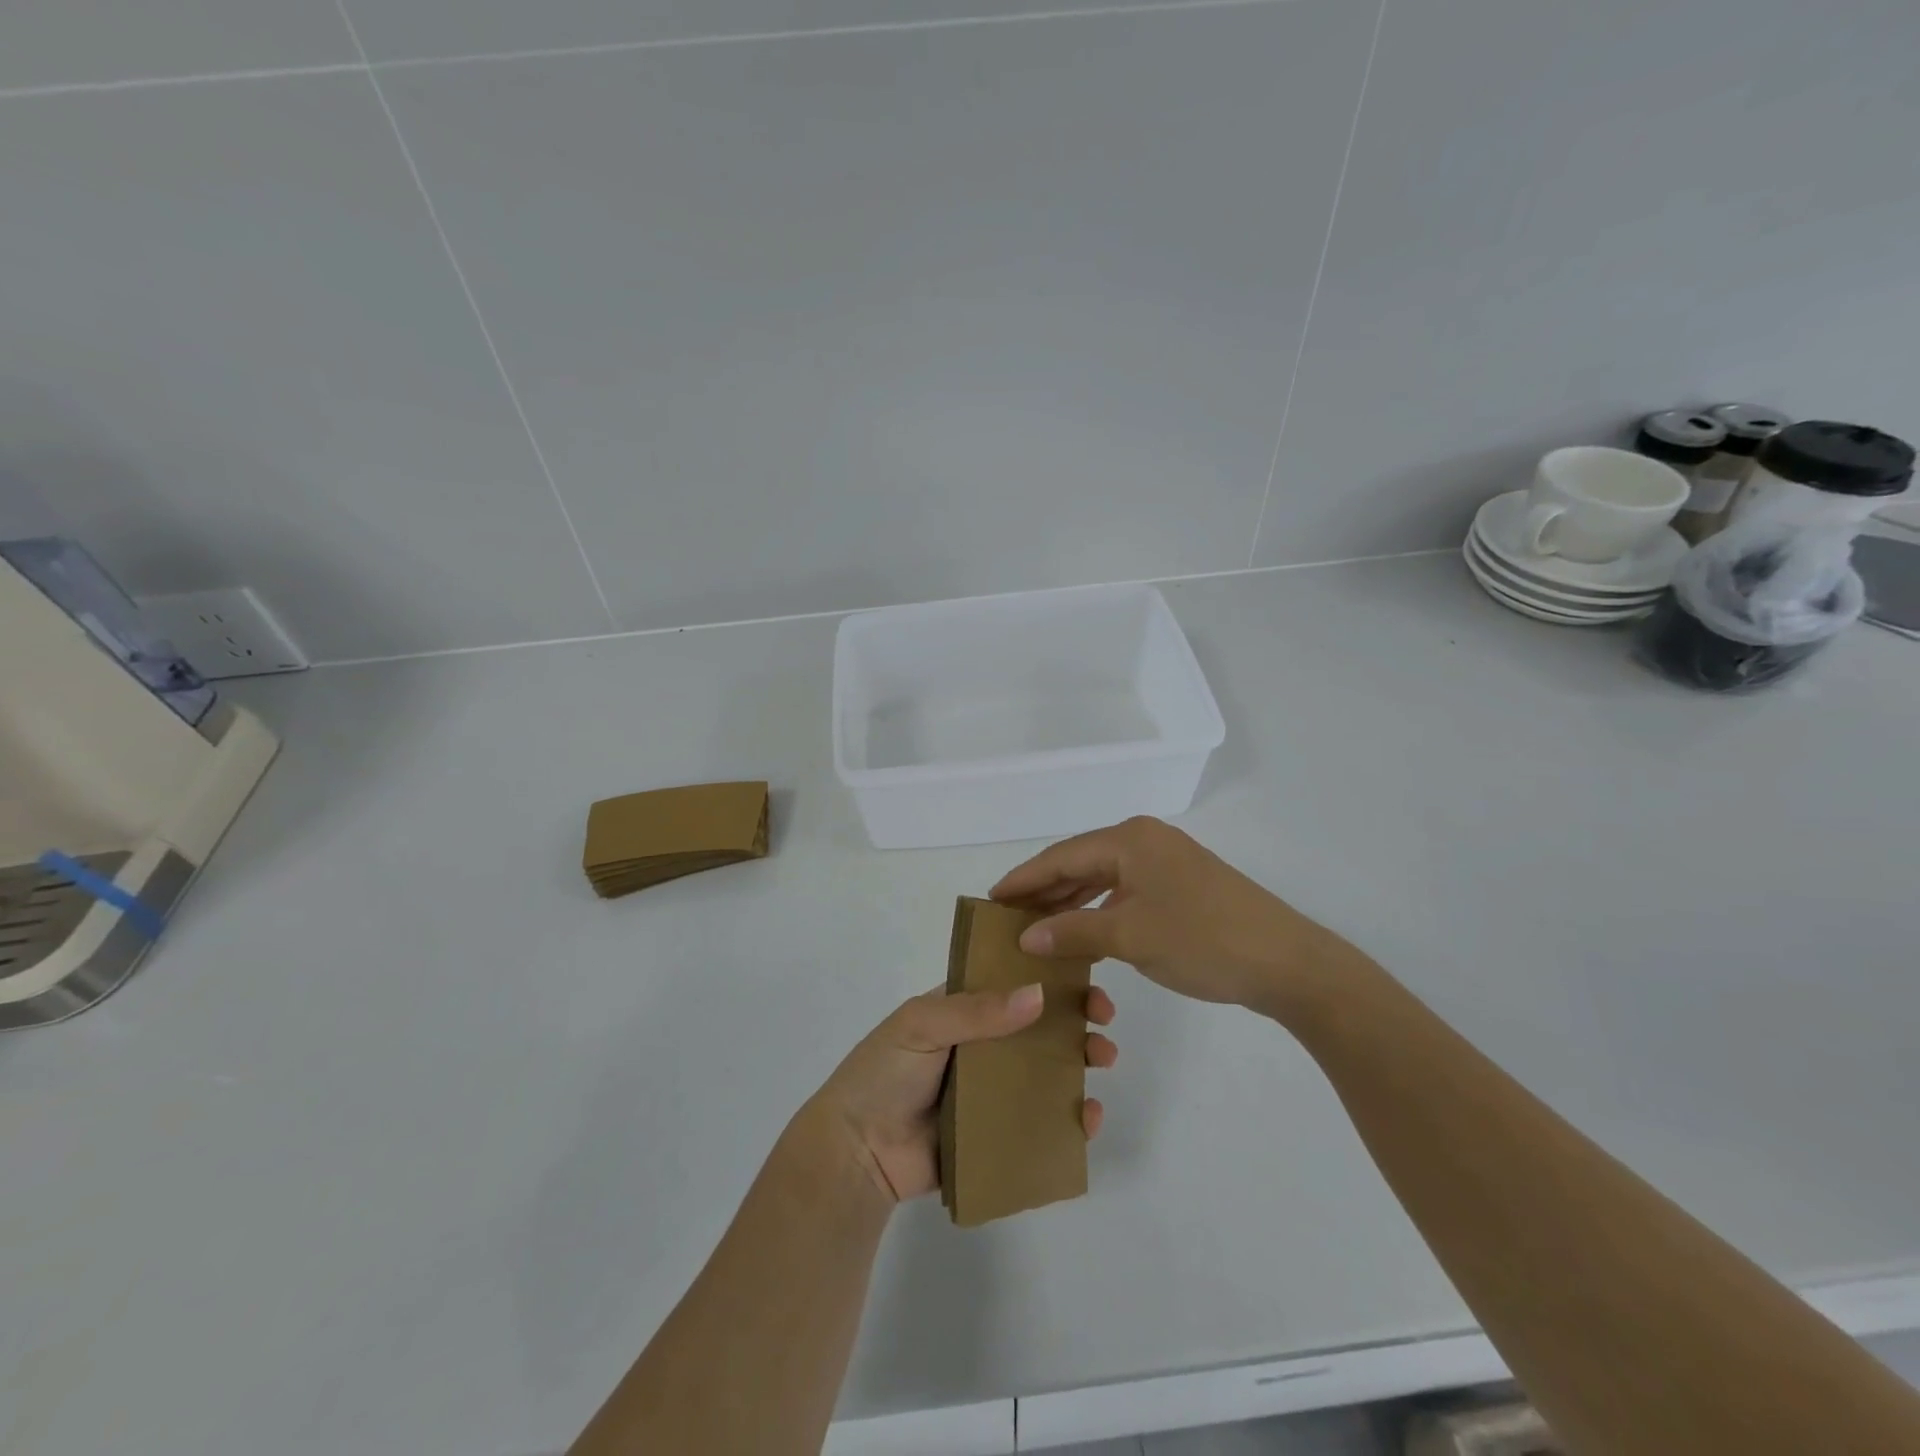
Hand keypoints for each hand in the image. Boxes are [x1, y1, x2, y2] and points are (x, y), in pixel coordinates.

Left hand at [804, 983, 1117, 1205]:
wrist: (855, 1152)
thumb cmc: (883, 1074)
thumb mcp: (922, 1026)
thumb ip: (977, 1011)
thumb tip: (1038, 995)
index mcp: (961, 1011)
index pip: (1012, 985)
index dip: (1049, 979)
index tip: (1085, 979)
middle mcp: (980, 1047)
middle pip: (1037, 1028)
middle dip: (1075, 1021)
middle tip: (1103, 1024)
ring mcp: (990, 1092)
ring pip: (1045, 1073)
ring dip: (1080, 1065)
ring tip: (1103, 1063)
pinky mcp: (995, 1134)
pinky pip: (1038, 1123)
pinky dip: (1068, 1120)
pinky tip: (1088, 1118)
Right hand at [991, 817, 1364, 1017]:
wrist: (1287, 963)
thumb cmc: (1203, 941)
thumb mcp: (1130, 936)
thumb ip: (1073, 931)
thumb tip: (1027, 935)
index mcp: (1130, 839)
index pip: (1061, 856)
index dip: (1024, 879)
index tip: (990, 900)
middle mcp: (1146, 841)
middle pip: (1081, 862)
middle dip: (1045, 890)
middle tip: (1008, 917)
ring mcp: (1168, 862)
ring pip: (1104, 878)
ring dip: (1071, 902)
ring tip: (1037, 926)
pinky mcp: (1183, 886)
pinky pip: (1126, 892)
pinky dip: (1100, 910)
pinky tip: (1084, 931)